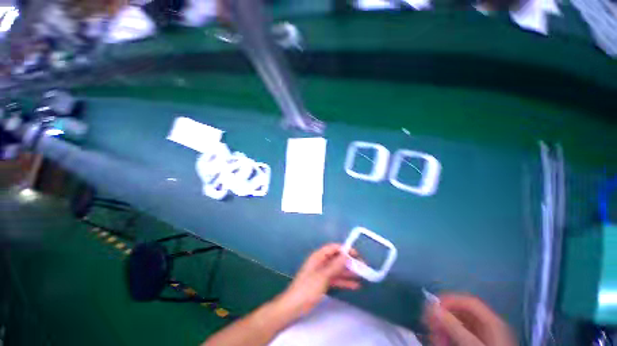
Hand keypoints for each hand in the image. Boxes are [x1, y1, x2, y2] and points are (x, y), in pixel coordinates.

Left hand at [276, 243, 360, 318]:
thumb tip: (346, 255)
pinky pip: (336, 279)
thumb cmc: (307, 289)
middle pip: (337, 258)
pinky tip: (355, 285)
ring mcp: (322, 273)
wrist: (293, 307)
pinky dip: (344, 281)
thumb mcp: (322, 276)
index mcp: (318, 256)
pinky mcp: (323, 282)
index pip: (333, 248)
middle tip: (363, 266)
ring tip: (362, 275)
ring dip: (348, 272)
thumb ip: (335, 266)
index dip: (345, 249)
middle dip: (349, 262)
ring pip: (337, 269)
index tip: (357, 254)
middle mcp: (321, 262)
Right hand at [425, 294, 516, 345]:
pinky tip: (442, 341)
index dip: (450, 300)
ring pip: (460, 323)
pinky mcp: (480, 343)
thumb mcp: (472, 345)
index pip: (469, 301)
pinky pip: (461, 334)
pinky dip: (449, 335)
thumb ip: (454, 327)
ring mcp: (485, 335)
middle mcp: (489, 325)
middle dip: (444, 316)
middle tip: (429, 323)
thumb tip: (432, 305)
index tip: (433, 306)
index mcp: (492, 321)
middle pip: (463, 312)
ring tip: (434, 336)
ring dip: (444, 327)